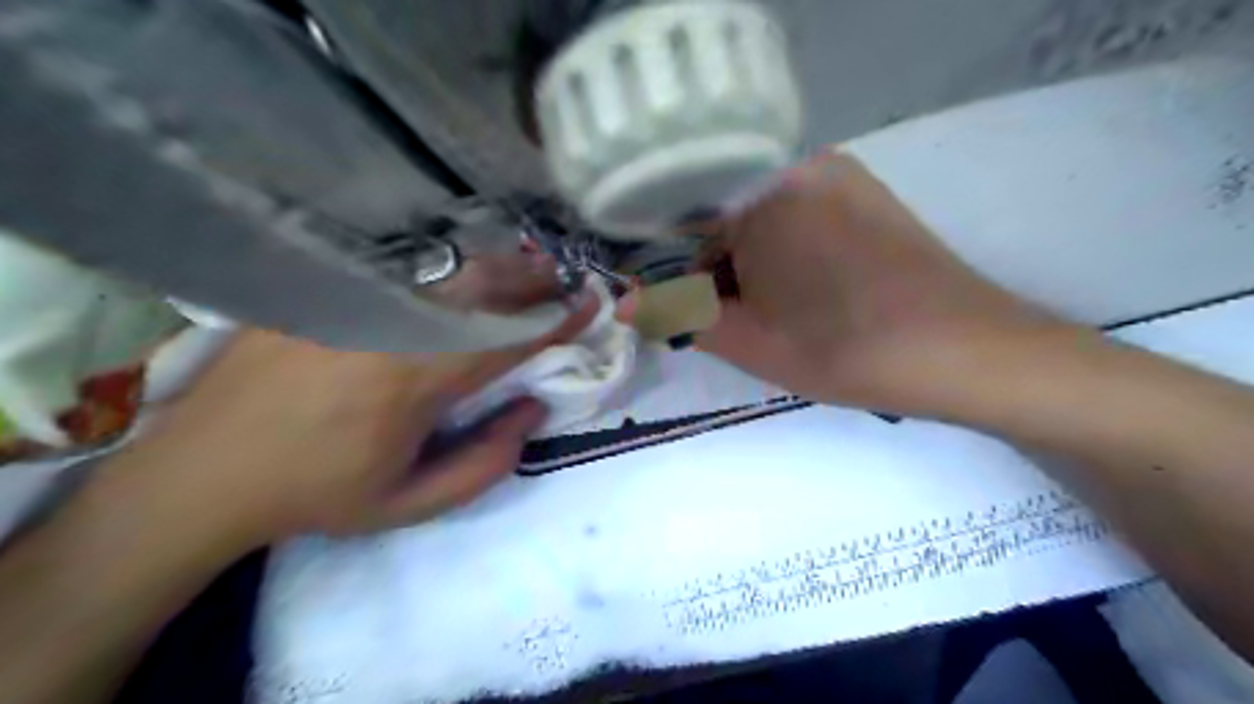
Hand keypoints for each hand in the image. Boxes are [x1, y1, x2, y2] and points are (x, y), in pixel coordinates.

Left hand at [114, 301, 595, 546]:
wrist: (205, 472)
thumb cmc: (318, 493)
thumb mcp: (410, 504)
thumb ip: (486, 461)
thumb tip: (532, 407)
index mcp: (415, 381)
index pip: (506, 338)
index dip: (555, 319)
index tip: (588, 303)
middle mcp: (388, 327)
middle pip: (481, 289)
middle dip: (534, 280)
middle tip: (566, 277)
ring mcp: (351, 300)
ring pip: (445, 271)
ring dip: (497, 268)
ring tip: (529, 268)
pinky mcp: (322, 290)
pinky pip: (402, 268)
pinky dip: (449, 268)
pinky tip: (466, 272)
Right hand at [696, 151, 1078, 417]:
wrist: (965, 351)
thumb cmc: (843, 348)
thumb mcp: (748, 340)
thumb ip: (680, 315)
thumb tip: (628, 304)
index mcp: (759, 193)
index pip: (681, 224)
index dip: (671, 270)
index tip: (676, 307)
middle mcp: (796, 166)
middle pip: (723, 216)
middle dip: (714, 269)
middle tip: (728, 321)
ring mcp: (837, 175)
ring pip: (761, 216)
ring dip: (750, 262)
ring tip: (772, 313)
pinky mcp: (864, 193)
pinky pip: (798, 214)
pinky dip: (784, 250)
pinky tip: (806, 293)